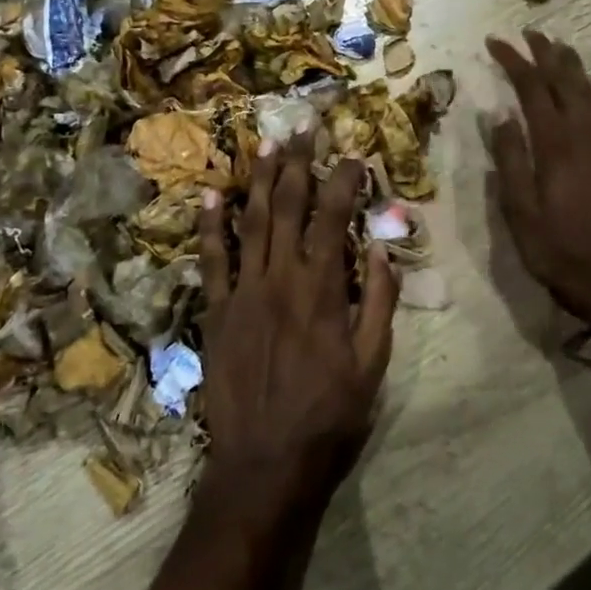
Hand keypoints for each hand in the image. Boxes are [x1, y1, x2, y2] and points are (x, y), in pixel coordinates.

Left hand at [197, 133, 396, 525]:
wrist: (265, 463)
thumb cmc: (329, 414)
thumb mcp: (373, 362)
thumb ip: (380, 300)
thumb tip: (380, 246)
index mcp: (323, 289)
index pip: (333, 217)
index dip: (344, 179)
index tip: (353, 153)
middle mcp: (280, 278)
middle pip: (288, 206)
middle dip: (298, 162)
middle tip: (303, 126)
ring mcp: (243, 292)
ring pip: (250, 222)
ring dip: (259, 179)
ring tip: (266, 143)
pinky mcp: (215, 312)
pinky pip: (211, 260)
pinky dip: (210, 226)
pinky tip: (211, 194)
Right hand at [486, 31, 590, 325]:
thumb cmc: (560, 252)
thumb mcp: (520, 214)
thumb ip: (510, 161)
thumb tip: (500, 116)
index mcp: (557, 145)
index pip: (532, 88)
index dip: (514, 61)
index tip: (495, 42)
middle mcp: (586, 135)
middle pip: (566, 80)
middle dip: (546, 52)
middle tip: (528, 32)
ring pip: (590, 90)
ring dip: (571, 65)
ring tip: (556, 48)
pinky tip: (586, 90)